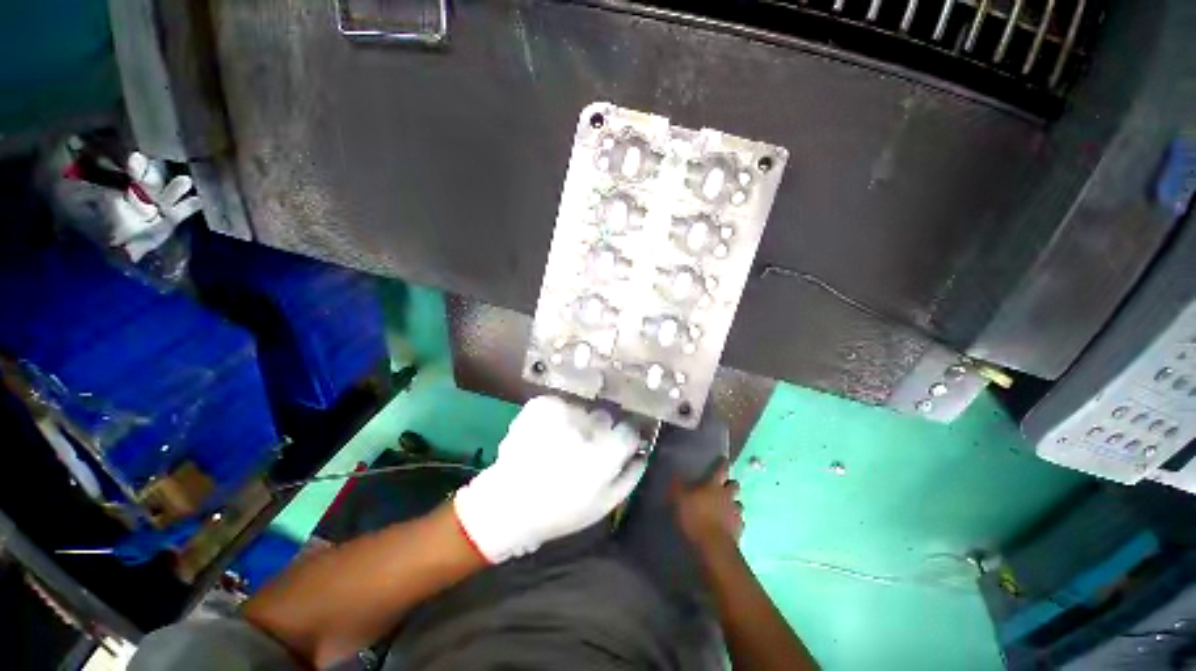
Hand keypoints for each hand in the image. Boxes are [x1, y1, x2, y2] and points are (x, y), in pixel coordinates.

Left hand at [453, 396, 647, 562]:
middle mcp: (586, 427)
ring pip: (582, 411)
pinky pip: (560, 405)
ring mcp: (561, 412)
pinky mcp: (542, 405)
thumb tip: (641, 453)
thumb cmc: (560, 510)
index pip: (628, 431)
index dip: (623, 440)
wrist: (508, 503)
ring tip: (559, 443)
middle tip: (583, 449)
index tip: (615, 447)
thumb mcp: (604, 504)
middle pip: (605, 417)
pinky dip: (556, 416)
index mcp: (605, 454)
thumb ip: (629, 476)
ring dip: (576, 423)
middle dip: (599, 430)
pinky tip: (545, 434)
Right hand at [671, 459, 743, 554]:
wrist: (712, 548)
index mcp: (713, 484)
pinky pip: (739, 522)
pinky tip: (728, 525)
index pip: (721, 469)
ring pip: (739, 504)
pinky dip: (734, 521)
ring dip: (733, 503)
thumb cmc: (694, 517)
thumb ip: (677, 485)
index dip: (722, 463)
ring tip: (726, 506)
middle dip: (730, 484)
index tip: (724, 459)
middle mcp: (727, 496)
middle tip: (724, 485)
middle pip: (734, 485)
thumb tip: (674, 471)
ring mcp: (735, 514)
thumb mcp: (678, 498)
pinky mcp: (739, 532)